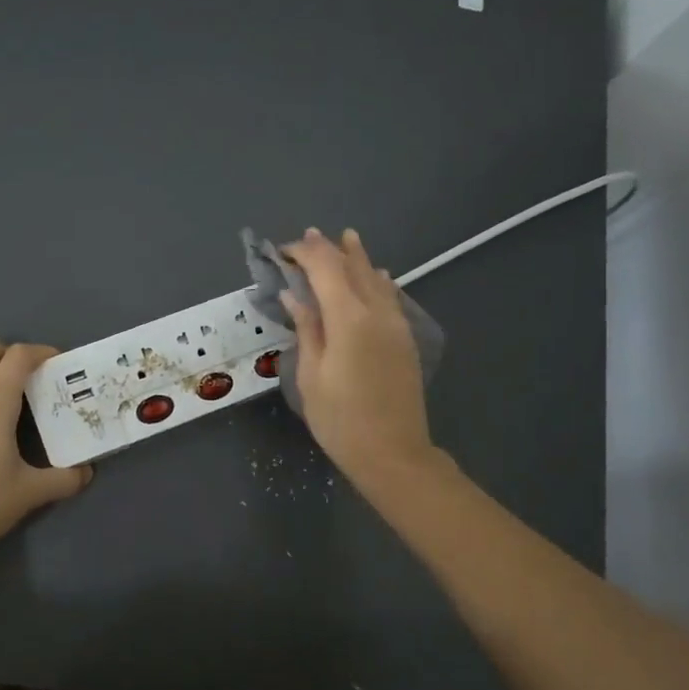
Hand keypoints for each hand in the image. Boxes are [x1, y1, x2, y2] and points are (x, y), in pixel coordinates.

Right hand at [280, 228, 436, 485]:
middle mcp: (376, 312)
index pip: (325, 268)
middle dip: (330, 249)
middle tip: (309, 236)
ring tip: (345, 239)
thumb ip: (306, 328)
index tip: (282, 252)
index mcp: (348, 318)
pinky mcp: (405, 339)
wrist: (393, 453)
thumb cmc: (340, 419)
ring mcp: (396, 324)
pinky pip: (390, 296)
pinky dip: (377, 280)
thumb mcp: (312, 375)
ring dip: (357, 257)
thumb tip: (294, 294)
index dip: (303, 253)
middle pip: (353, 267)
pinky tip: (376, 275)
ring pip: (376, 278)